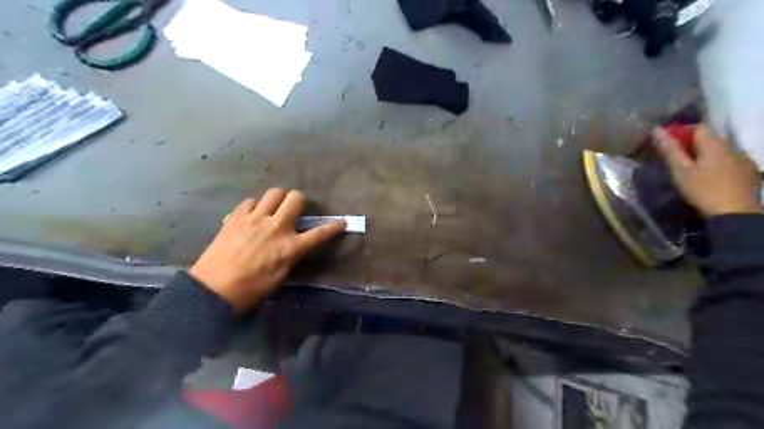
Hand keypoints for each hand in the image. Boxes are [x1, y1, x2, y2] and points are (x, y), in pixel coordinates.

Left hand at [188, 187, 345, 310]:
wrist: (214, 289)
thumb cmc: (252, 288)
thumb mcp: (281, 275)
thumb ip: (292, 254)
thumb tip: (295, 243)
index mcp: (291, 247)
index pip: (320, 233)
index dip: (334, 227)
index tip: (342, 222)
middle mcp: (276, 227)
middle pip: (296, 198)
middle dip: (299, 200)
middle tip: (295, 209)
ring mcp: (255, 219)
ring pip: (274, 192)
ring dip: (278, 198)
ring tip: (273, 208)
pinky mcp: (237, 216)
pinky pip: (251, 201)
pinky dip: (255, 206)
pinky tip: (252, 216)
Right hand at [654, 124, 759, 216]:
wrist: (735, 212)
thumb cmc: (703, 189)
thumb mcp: (681, 170)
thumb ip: (670, 150)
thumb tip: (656, 129)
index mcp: (715, 143)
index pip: (698, 127)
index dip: (681, 132)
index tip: (668, 145)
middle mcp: (732, 146)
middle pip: (710, 138)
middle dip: (692, 144)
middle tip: (676, 159)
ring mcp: (744, 159)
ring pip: (720, 149)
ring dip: (705, 154)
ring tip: (691, 169)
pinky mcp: (749, 171)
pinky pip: (730, 160)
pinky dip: (717, 163)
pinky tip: (710, 177)